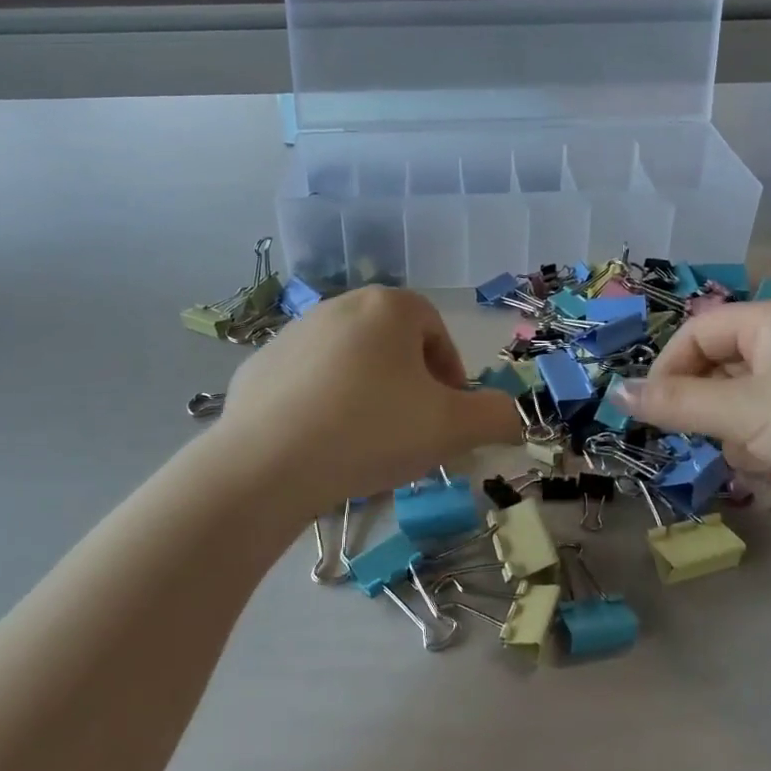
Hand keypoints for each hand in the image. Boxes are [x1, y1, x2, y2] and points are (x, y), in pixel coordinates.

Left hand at [213, 287, 521, 515]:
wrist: (266, 464)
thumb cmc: (372, 430)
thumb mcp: (452, 428)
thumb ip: (495, 416)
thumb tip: (511, 416)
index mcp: (387, 307)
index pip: (436, 331)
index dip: (450, 377)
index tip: (446, 418)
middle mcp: (338, 306)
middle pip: (392, 346)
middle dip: (409, 388)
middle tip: (410, 435)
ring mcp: (292, 334)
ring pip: (349, 365)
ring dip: (367, 398)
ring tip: (365, 447)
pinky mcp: (259, 367)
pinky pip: (307, 384)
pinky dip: (322, 408)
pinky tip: (320, 447)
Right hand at [612, 300, 770, 525]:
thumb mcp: (745, 413)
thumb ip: (676, 404)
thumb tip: (615, 392)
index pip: (696, 333)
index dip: (668, 371)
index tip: (654, 413)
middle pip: (722, 372)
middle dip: (718, 415)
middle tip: (726, 443)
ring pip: (749, 406)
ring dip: (748, 439)